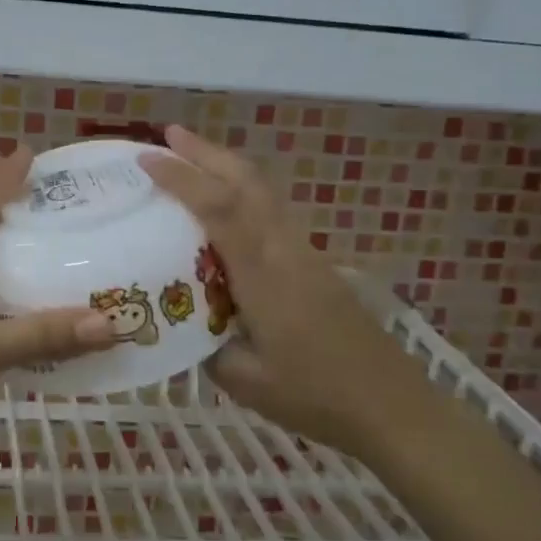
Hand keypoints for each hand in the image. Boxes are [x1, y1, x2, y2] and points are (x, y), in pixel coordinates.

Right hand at [140, 125, 400, 446]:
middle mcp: (285, 250)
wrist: (392, 406)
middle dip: (206, 152)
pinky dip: (244, 193)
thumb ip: (205, 346)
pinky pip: (273, 212)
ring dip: (227, 167)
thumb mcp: (244, 380)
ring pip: (264, 192)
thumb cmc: (315, 395)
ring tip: (192, 158)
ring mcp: (304, 254)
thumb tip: (183, 324)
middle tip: (169, 134)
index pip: (219, 209)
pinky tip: (227, 207)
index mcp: (263, 274)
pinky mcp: (315, 265)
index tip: (148, 158)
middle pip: (247, 182)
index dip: (183, 178)